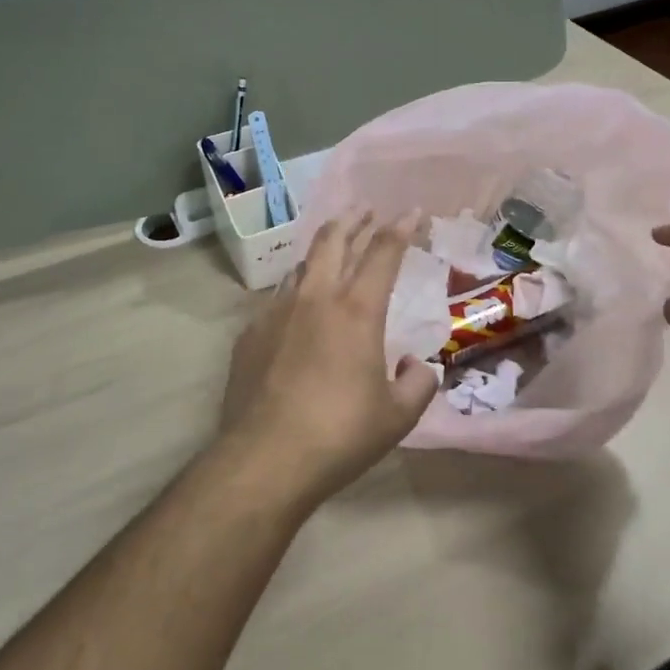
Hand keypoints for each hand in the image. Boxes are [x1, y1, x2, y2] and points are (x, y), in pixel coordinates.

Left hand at [214, 211, 438, 511]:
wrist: (265, 459)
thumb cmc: (340, 434)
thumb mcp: (398, 416)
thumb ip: (418, 384)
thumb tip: (416, 366)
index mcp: (357, 310)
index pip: (384, 253)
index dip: (401, 228)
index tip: (412, 212)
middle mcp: (316, 298)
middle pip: (334, 240)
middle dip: (354, 219)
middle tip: (366, 210)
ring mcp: (277, 312)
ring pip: (302, 264)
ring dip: (323, 250)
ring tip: (333, 249)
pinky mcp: (250, 333)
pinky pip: (279, 297)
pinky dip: (298, 289)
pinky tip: (299, 305)